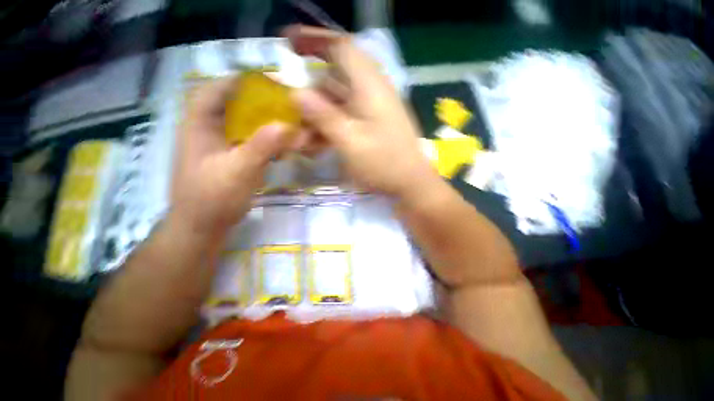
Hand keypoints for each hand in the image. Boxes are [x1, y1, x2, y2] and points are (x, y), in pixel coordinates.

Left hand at [172, 77, 289, 235]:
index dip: (239, 81)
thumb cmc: (213, 198)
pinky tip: (283, 145)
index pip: (215, 90)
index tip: (268, 82)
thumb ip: (262, 147)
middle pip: (234, 106)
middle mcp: (210, 131)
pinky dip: (268, 140)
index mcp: (200, 125)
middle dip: (260, 103)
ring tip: (289, 122)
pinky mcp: (233, 159)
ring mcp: (222, 146)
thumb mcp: (238, 171)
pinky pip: (252, 142)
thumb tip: (287, 125)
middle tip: (286, 104)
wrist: (204, 227)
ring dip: (266, 123)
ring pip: (245, 125)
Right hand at [286, 26, 437, 200]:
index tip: (288, 43)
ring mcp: (372, 111)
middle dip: (310, 94)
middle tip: (290, 111)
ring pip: (337, 102)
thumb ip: (324, 116)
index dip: (314, 40)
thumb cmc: (384, 164)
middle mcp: (371, 92)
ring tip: (301, 137)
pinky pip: (345, 118)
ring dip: (317, 116)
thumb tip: (297, 93)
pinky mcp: (371, 126)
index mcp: (370, 86)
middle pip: (334, 79)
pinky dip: (329, 127)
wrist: (411, 185)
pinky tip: (316, 144)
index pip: (341, 47)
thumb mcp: (350, 141)